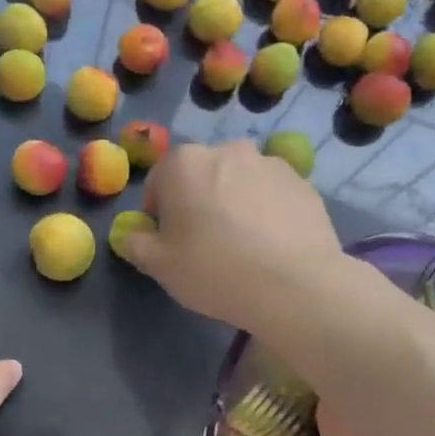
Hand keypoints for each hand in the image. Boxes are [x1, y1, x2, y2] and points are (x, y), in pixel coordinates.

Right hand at [121, 140, 342, 331]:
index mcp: (184, 163)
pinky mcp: (302, 182)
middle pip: (201, 175)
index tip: (169, 241)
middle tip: (204, 242)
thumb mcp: (160, 266)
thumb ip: (136, 243)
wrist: (295, 285)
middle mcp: (227, 150)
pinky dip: (265, 210)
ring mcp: (269, 163)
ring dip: (233, 202)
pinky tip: (270, 245)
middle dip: (197, 200)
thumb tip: (132, 233)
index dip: (158, 212)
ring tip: (242, 244)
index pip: (158, 181)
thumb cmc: (214, 270)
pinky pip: (271, 194)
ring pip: (238, 181)